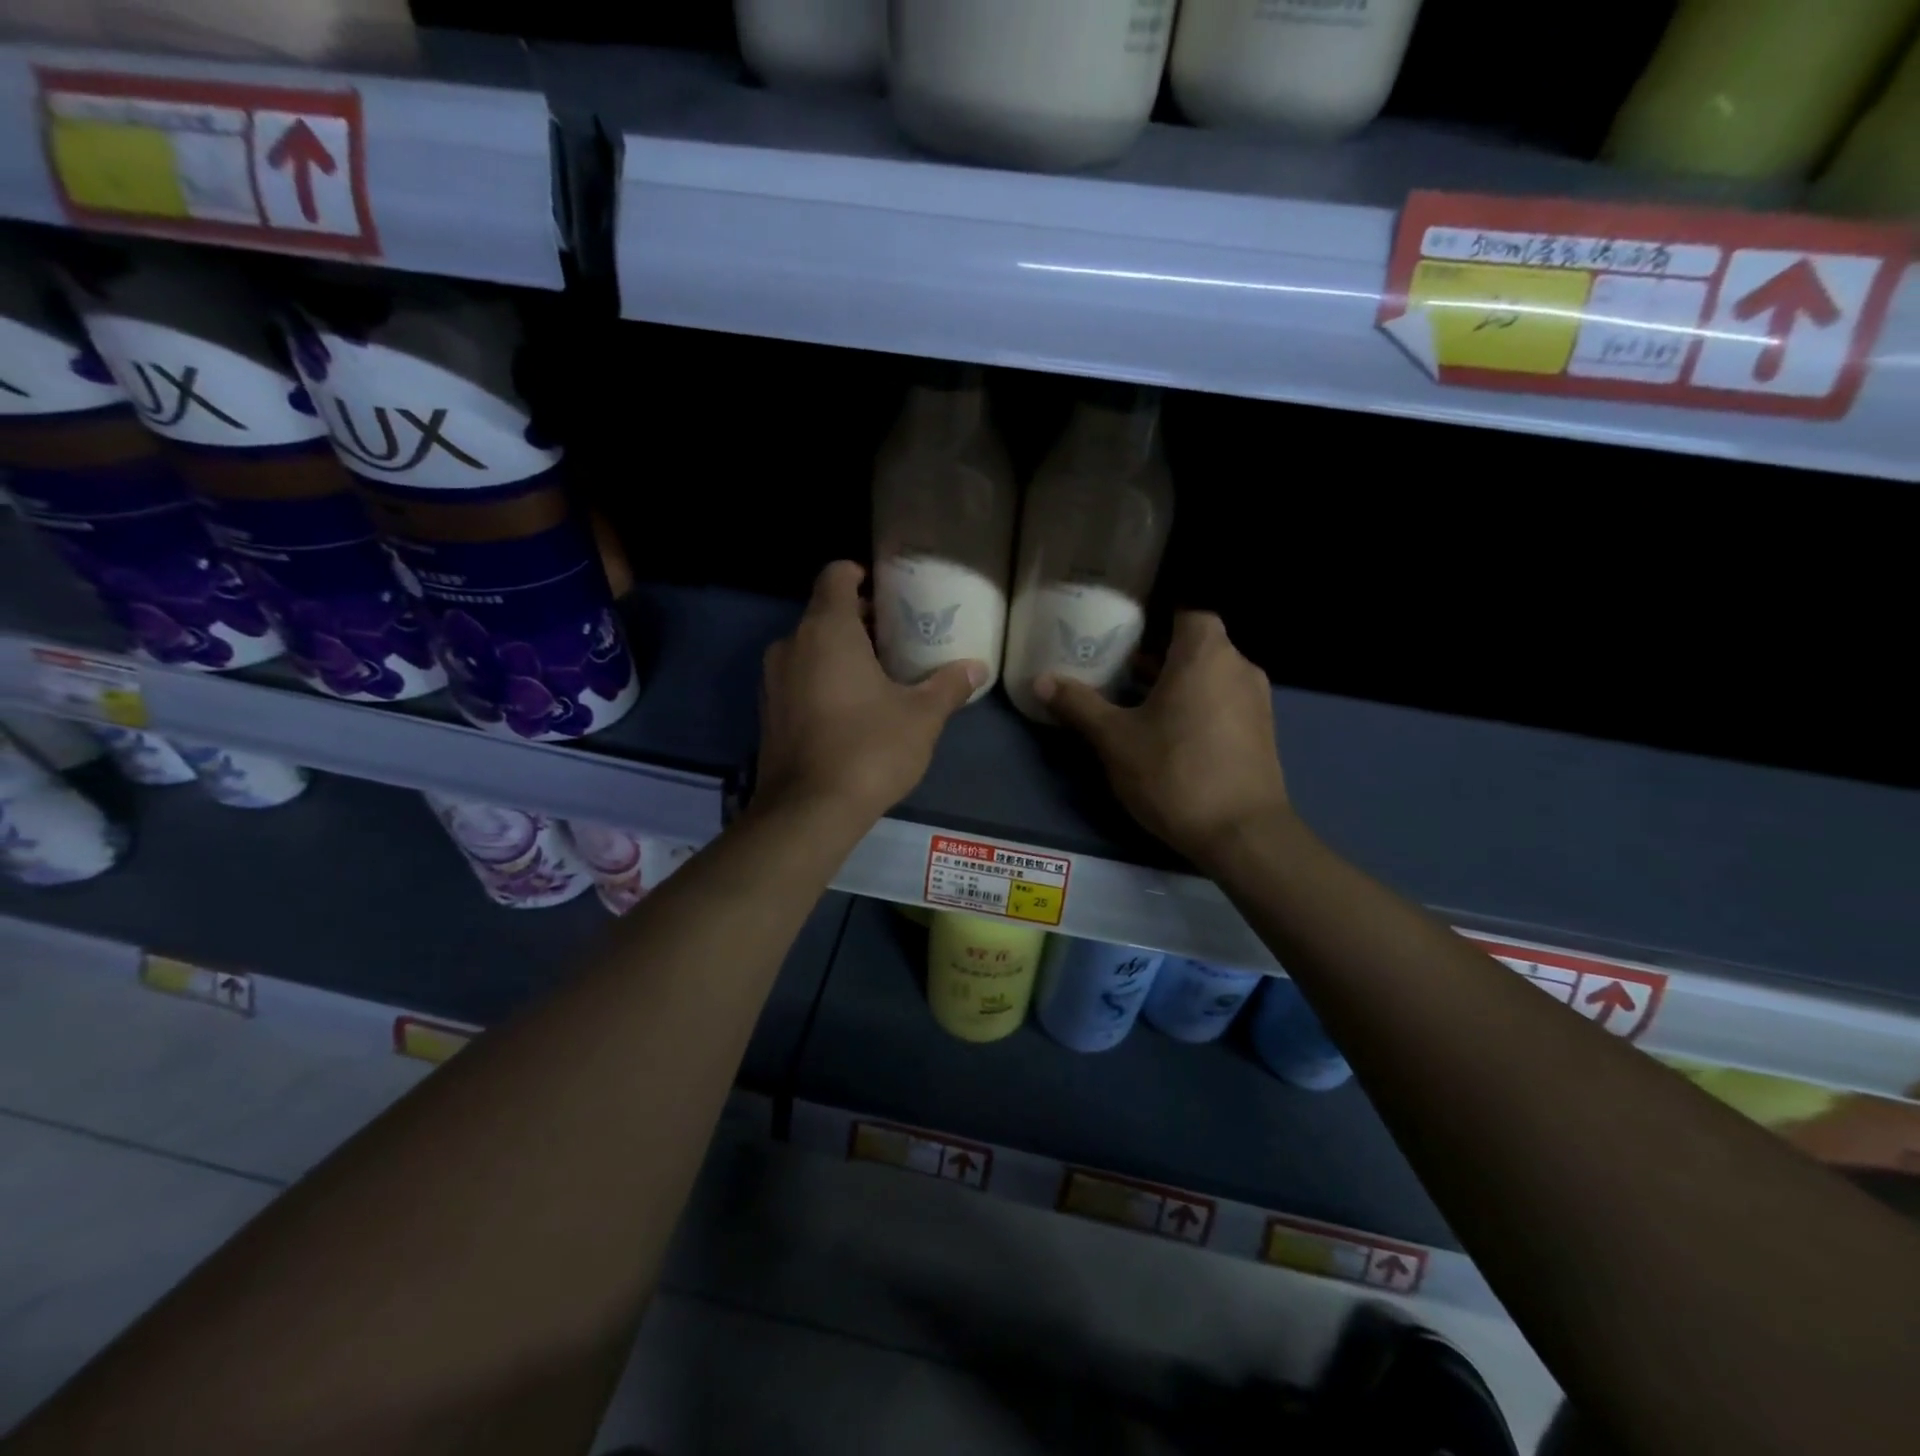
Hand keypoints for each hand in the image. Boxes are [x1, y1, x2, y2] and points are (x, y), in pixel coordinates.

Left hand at [755, 561, 985, 829]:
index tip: (889, 592)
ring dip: (840, 652)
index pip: (836, 575)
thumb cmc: (869, 749)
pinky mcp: (768, 713)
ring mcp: (773, 680)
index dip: (861, 574)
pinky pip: (798, 678)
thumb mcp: (922, 716)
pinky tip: (851, 708)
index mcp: (827, 630)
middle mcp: (791, 645)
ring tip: (878, 673)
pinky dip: (821, 679)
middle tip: (898, 637)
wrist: (808, 811)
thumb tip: (978, 667)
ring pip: (809, 648)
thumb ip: (949, 685)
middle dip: (859, 619)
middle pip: (824, 613)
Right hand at [1036, 612, 1289, 867]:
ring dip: (1177, 682)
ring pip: (1211, 675)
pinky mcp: (1261, 732)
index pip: (1187, 611)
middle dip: (1159, 654)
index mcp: (1205, 654)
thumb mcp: (1115, 740)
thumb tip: (1041, 680)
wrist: (1242, 834)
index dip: (1156, 617)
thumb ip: (1079, 705)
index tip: (1125, 632)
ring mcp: (1256, 700)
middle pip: (1197, 644)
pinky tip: (1169, 733)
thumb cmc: (1175, 773)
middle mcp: (1238, 667)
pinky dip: (1198, 705)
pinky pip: (1224, 701)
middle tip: (1119, 668)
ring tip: (1136, 702)